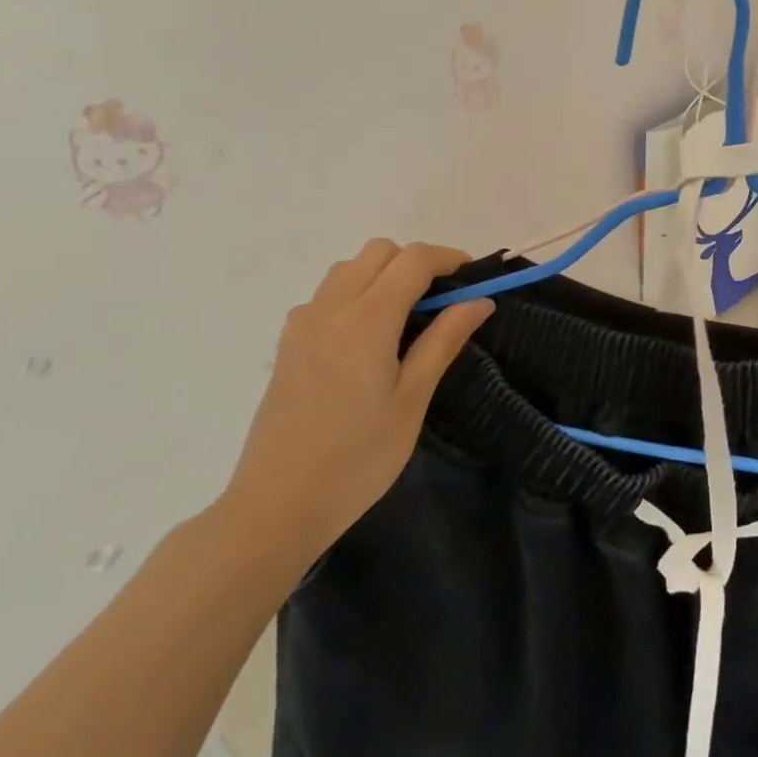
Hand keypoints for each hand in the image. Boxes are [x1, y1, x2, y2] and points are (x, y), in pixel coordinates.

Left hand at [215, 240, 493, 572]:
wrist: (278, 504)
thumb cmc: (359, 457)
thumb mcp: (412, 399)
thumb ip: (444, 341)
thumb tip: (479, 301)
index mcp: (367, 319)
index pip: (412, 259)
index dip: (448, 258)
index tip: (473, 280)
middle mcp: (330, 308)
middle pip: (378, 252)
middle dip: (415, 262)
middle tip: (442, 303)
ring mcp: (302, 325)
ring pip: (348, 269)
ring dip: (383, 276)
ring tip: (406, 321)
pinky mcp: (288, 345)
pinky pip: (325, 296)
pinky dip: (355, 296)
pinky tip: (367, 340)